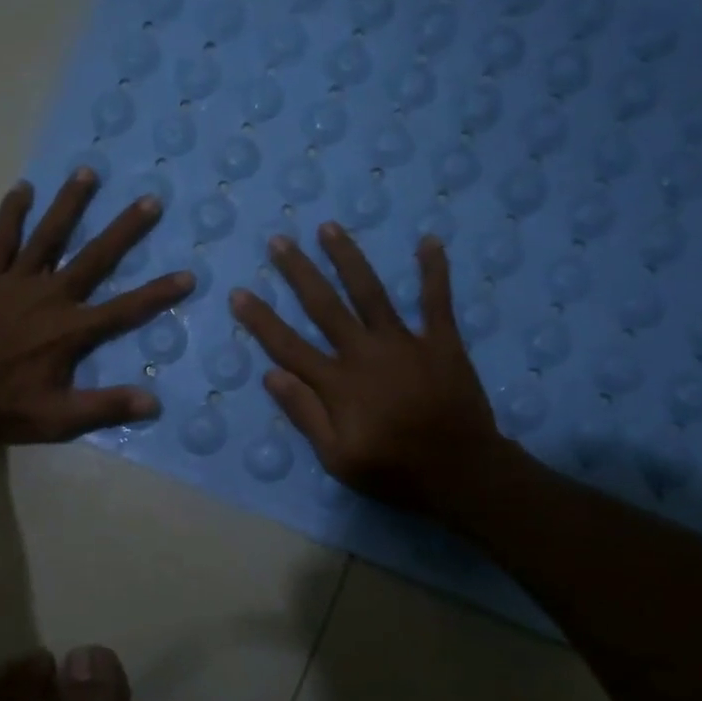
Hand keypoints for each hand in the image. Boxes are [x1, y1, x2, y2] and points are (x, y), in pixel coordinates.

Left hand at [0, 169, 192, 442]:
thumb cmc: (2, 405)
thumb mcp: (57, 419)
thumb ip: (105, 407)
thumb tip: (153, 401)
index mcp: (71, 329)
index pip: (126, 309)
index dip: (159, 294)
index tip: (188, 275)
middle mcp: (51, 295)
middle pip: (95, 257)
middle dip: (125, 229)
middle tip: (150, 200)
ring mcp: (16, 281)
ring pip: (49, 235)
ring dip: (70, 203)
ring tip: (88, 172)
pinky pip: (2, 238)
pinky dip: (12, 213)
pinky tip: (22, 188)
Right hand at [229, 224, 530, 527]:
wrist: (462, 472)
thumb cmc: (394, 470)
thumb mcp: (337, 458)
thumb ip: (305, 414)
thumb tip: (271, 376)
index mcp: (337, 383)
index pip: (288, 346)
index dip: (261, 320)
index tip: (239, 293)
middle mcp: (365, 353)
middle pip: (324, 305)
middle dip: (299, 271)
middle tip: (279, 241)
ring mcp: (404, 342)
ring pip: (370, 292)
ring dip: (348, 258)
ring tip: (329, 227)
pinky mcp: (441, 342)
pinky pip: (436, 300)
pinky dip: (433, 270)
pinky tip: (429, 240)